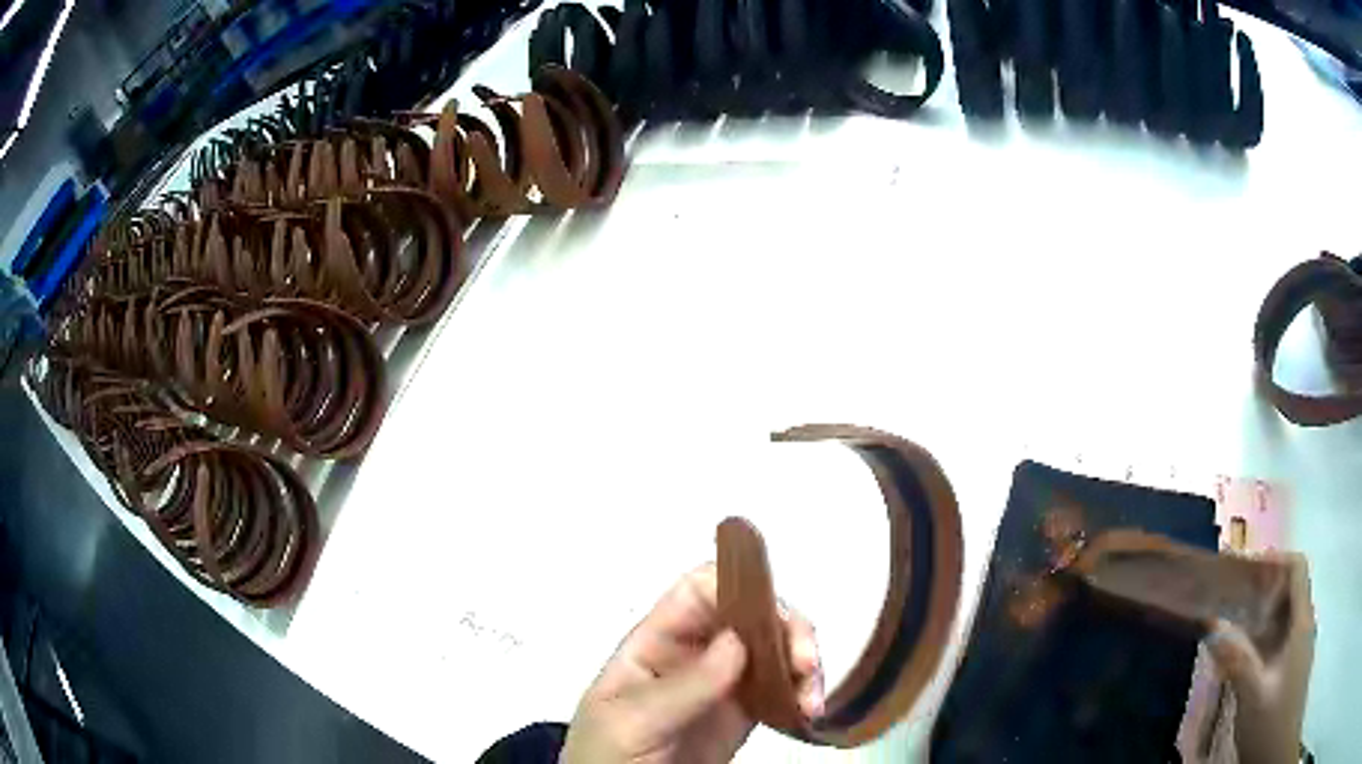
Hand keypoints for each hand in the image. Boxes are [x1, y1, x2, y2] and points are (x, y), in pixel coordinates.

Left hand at [560, 563, 822, 763]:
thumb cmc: (606, 755)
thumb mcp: (631, 720)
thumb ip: (682, 686)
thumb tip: (738, 640)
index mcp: (657, 641)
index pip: (699, 591)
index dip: (738, 585)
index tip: (773, 614)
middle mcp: (695, 654)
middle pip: (749, 614)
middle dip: (787, 628)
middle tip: (807, 663)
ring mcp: (722, 685)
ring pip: (774, 650)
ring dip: (802, 663)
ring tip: (812, 699)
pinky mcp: (743, 715)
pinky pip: (782, 690)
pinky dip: (803, 693)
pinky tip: (809, 711)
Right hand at [1204, 553, 1314, 763]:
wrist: (1276, 745)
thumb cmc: (1271, 721)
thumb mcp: (1254, 697)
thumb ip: (1238, 663)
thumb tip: (1212, 630)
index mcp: (1300, 622)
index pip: (1296, 569)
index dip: (1274, 562)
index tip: (1245, 571)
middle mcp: (1302, 625)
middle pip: (1288, 589)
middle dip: (1261, 588)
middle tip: (1229, 598)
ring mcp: (1296, 646)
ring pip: (1281, 615)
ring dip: (1258, 613)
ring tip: (1229, 624)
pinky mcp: (1288, 664)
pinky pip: (1276, 636)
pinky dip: (1259, 636)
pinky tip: (1240, 654)